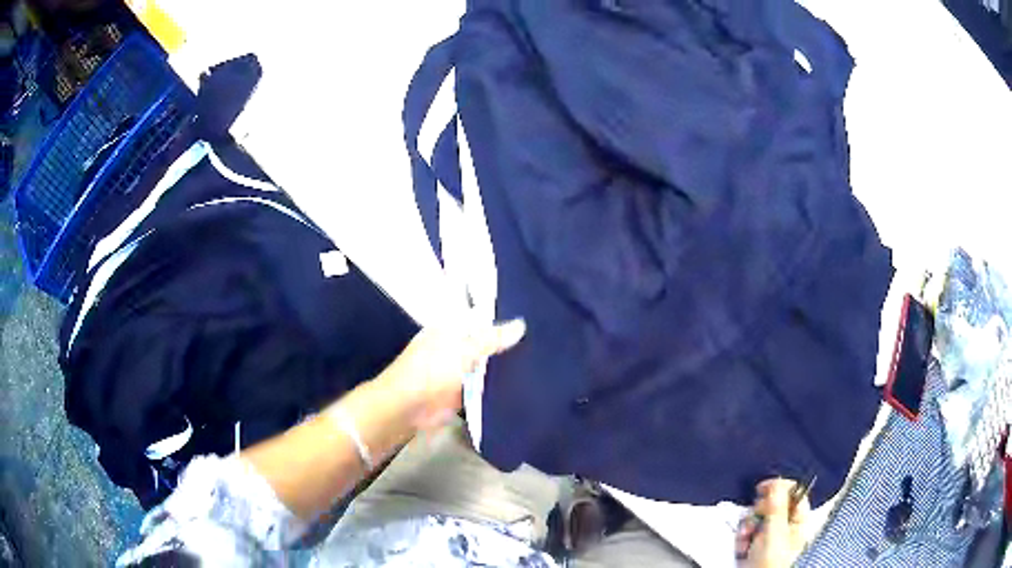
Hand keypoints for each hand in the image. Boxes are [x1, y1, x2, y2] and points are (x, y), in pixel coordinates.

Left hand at [379, 318, 526, 430]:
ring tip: (540, 363)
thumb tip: (521, 324)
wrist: (408, 408)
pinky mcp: (462, 393)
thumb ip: (493, 338)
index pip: (481, 319)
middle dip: (508, 345)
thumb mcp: (464, 348)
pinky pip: (484, 388)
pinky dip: (498, 388)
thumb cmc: (432, 370)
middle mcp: (455, 347)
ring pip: (487, 366)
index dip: (503, 320)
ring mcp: (458, 371)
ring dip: (505, 368)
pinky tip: (524, 386)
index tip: (533, 320)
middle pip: (486, 343)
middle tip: (543, 343)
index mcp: (451, 329)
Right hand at [736, 479, 810, 567]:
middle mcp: (785, 525)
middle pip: (771, 503)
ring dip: (747, 526)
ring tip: (745, 539)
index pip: (793, 492)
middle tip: (755, 521)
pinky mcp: (755, 544)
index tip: (762, 489)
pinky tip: (742, 546)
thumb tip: (778, 482)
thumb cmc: (771, 563)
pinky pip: (746, 531)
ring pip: (756, 517)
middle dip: (757, 512)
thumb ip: (777, 507)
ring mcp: (770, 536)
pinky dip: (741, 537)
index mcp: (798, 519)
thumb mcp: (775, 532)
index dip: (778, 487)